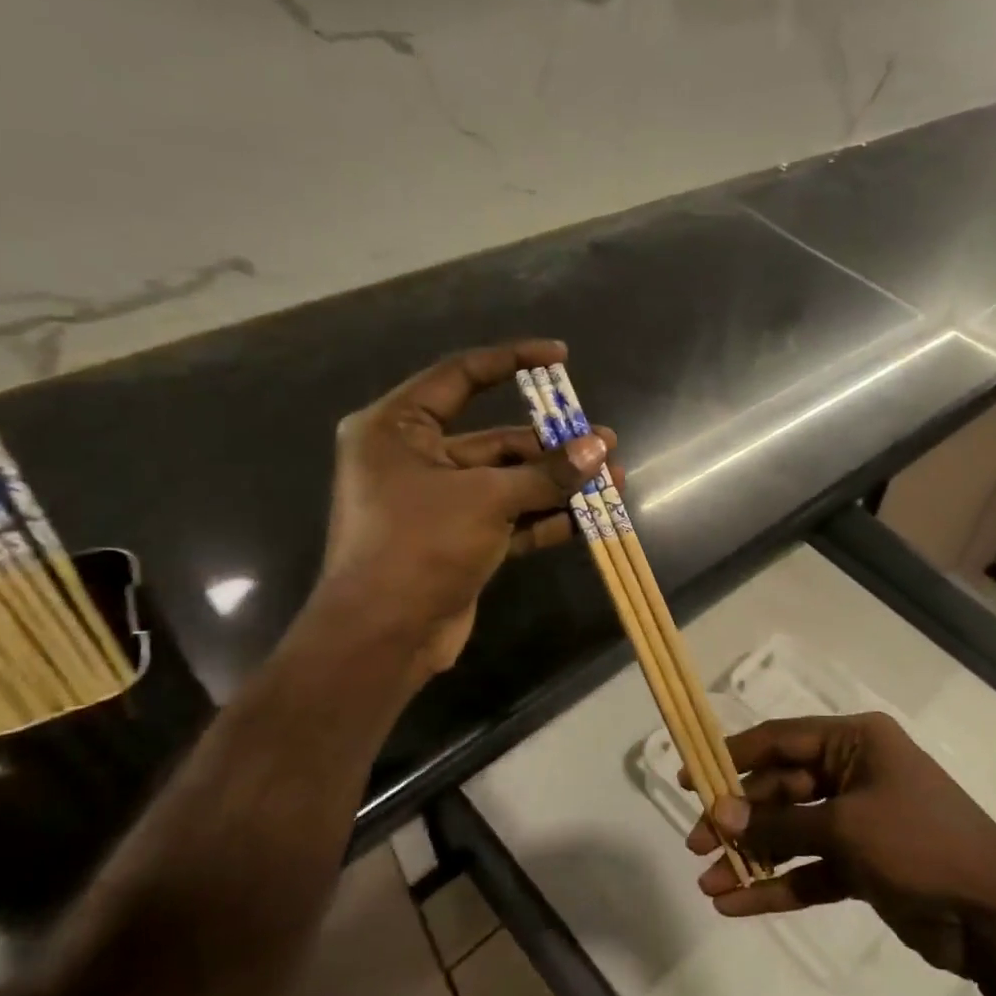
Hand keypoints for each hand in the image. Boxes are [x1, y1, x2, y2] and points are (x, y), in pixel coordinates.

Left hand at [315, 340, 615, 675]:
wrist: (383, 638)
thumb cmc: (419, 547)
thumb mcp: (487, 500)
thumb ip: (546, 473)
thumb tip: (600, 448)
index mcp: (397, 428)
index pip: (460, 376)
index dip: (512, 361)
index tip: (560, 357)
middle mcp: (415, 458)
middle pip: (495, 438)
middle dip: (552, 445)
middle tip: (603, 444)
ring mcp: (439, 502)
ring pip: (508, 480)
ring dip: (557, 482)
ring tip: (612, 478)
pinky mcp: (459, 538)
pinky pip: (508, 516)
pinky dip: (545, 516)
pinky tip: (589, 517)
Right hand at [684, 713, 995, 977]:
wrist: (995, 916)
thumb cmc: (920, 844)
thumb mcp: (846, 828)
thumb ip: (781, 825)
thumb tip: (720, 816)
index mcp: (856, 742)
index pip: (781, 739)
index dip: (732, 755)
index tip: (689, 777)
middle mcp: (854, 772)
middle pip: (781, 788)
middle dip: (739, 818)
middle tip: (695, 844)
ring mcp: (858, 820)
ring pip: (792, 832)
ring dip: (753, 856)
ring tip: (708, 883)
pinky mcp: (862, 864)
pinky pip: (810, 868)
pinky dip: (777, 884)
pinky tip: (737, 904)